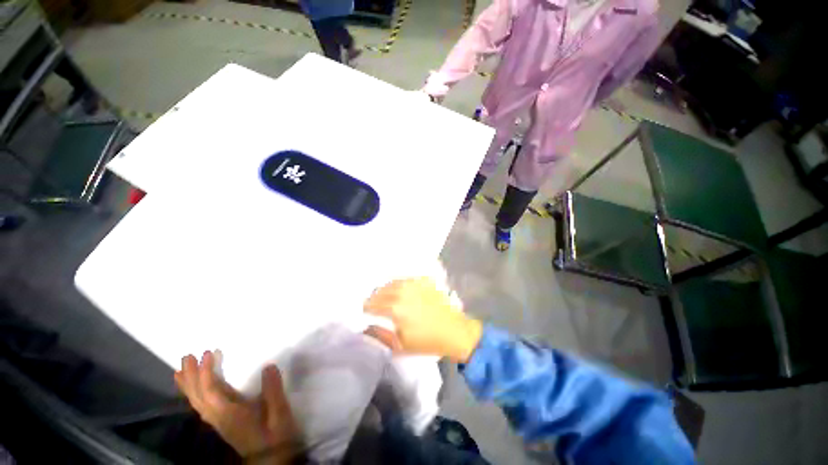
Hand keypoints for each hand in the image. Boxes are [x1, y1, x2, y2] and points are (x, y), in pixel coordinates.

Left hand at [175, 351, 302, 463]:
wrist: (270, 458)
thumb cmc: (274, 433)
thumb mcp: (278, 412)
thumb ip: (273, 389)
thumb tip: (268, 366)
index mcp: (229, 414)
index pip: (211, 390)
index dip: (206, 371)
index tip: (208, 352)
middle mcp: (217, 417)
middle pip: (197, 396)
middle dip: (190, 376)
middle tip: (186, 356)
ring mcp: (217, 421)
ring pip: (196, 402)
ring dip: (189, 385)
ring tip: (180, 370)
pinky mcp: (221, 422)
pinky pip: (202, 406)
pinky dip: (195, 394)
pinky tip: (196, 390)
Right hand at [364, 278, 482, 362]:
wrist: (453, 331)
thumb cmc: (426, 341)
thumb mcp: (400, 345)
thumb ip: (379, 335)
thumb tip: (365, 327)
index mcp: (395, 308)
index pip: (371, 304)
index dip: (365, 308)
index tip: (364, 311)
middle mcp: (402, 292)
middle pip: (380, 291)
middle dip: (373, 298)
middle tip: (373, 305)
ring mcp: (414, 284)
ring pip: (392, 282)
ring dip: (385, 289)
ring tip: (385, 297)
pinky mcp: (424, 280)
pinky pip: (405, 279)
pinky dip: (398, 284)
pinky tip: (400, 291)